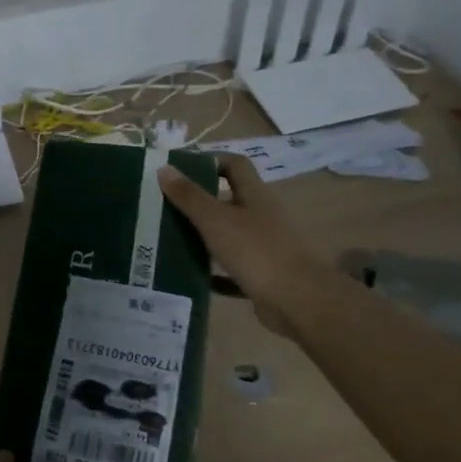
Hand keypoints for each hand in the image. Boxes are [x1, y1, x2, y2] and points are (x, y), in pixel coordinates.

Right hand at [158, 154, 328, 331]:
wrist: (296, 301)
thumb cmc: (255, 251)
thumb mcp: (216, 220)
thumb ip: (189, 196)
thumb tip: (163, 168)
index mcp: (255, 196)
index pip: (235, 165)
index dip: (210, 161)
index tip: (180, 169)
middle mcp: (262, 217)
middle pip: (229, 200)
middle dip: (199, 202)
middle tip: (165, 206)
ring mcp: (264, 247)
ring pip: (229, 235)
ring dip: (203, 237)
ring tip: (170, 239)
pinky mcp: (262, 275)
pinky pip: (231, 269)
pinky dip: (213, 272)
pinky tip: (192, 276)